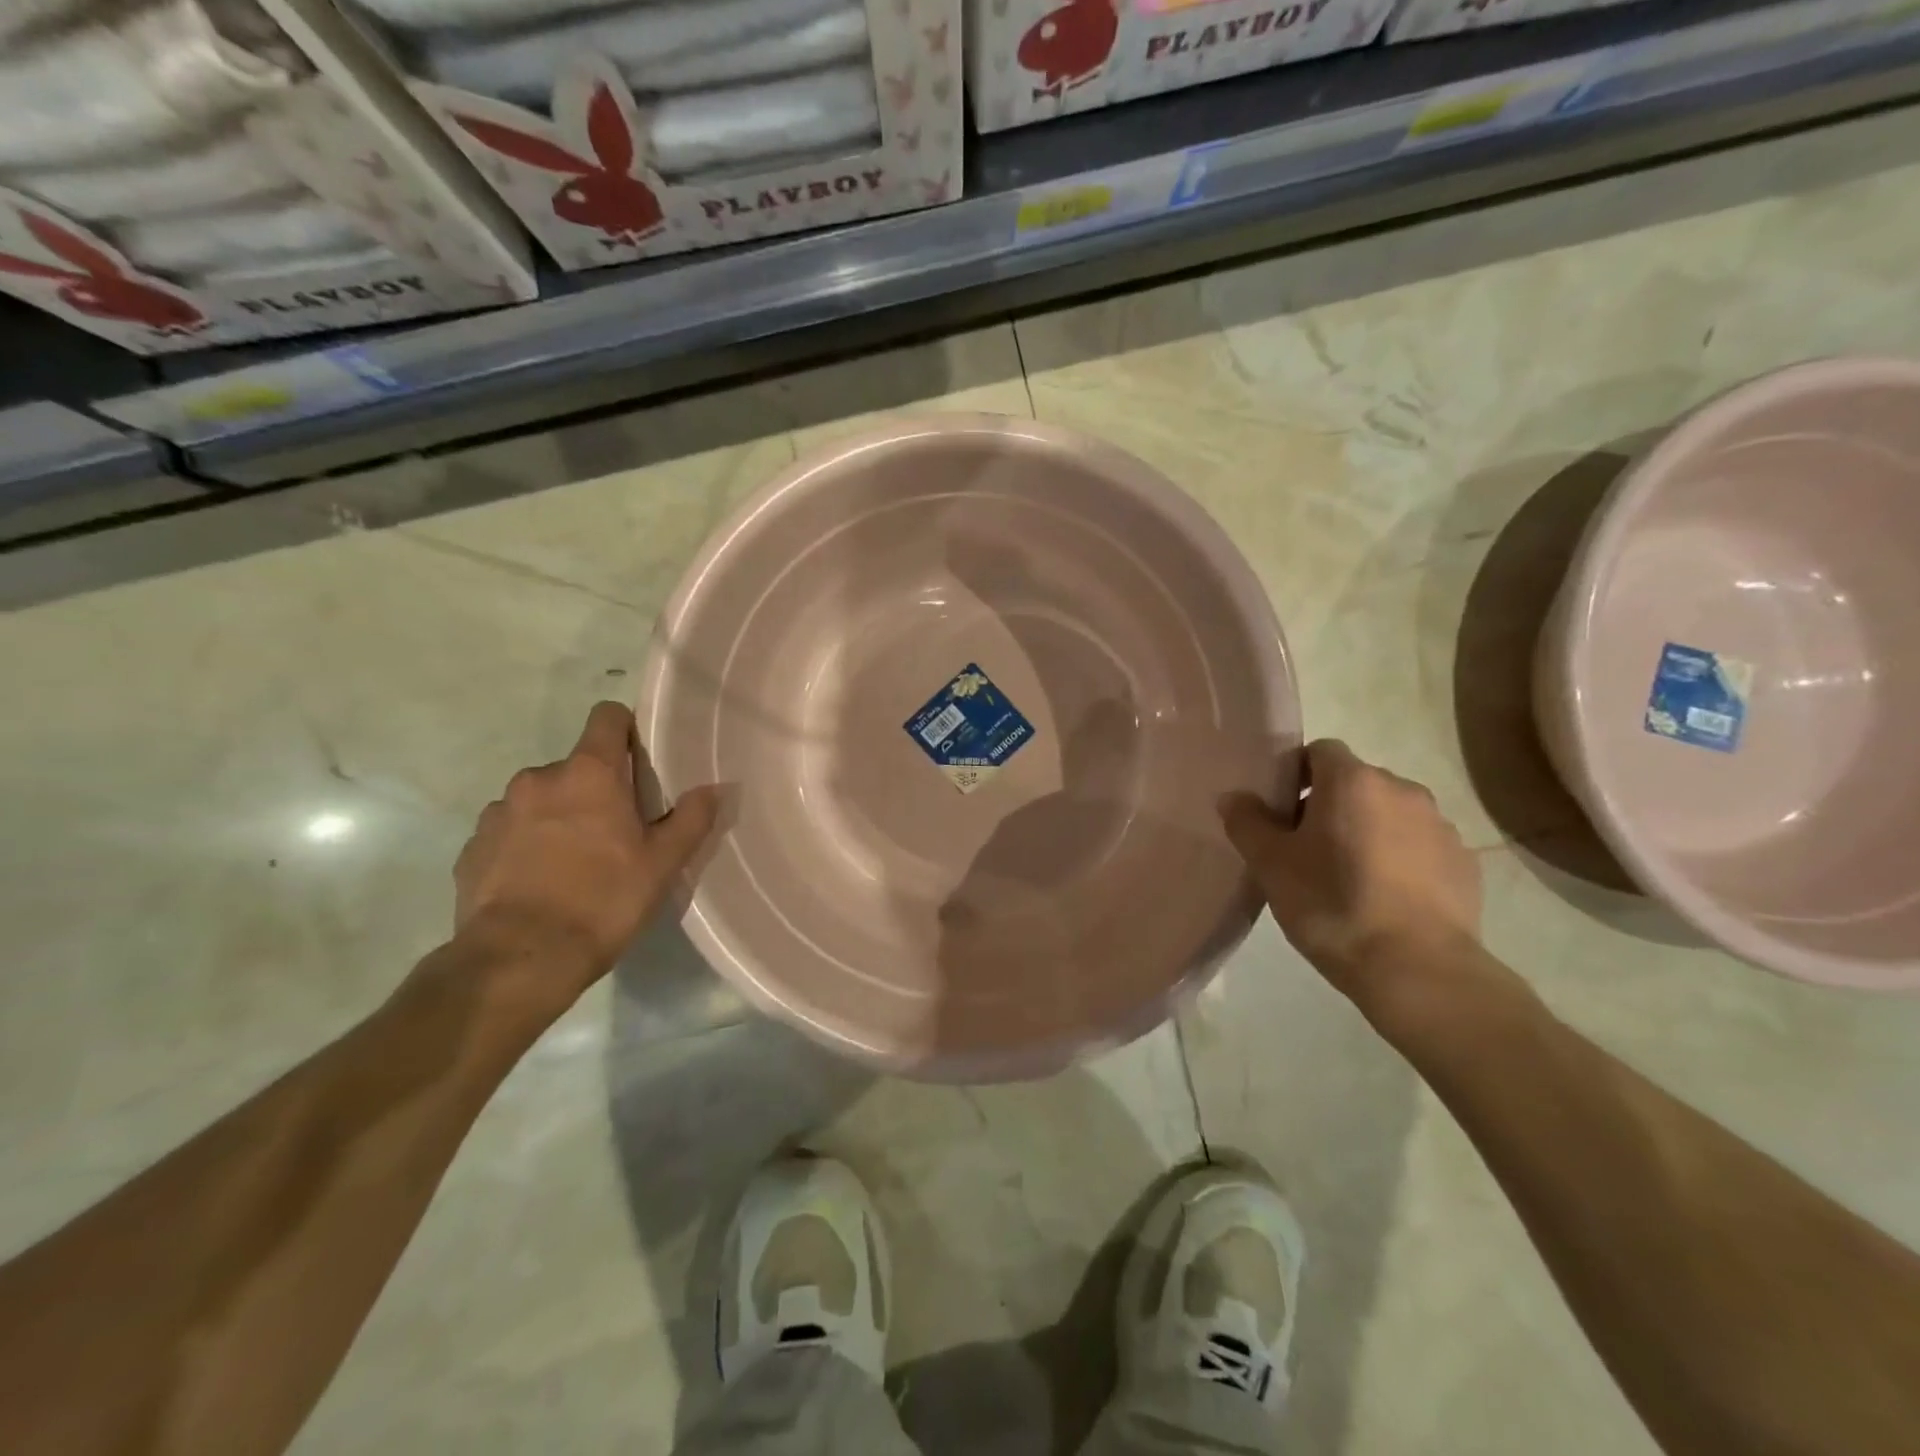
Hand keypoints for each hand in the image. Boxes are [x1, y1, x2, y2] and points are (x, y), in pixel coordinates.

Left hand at [452, 702, 718, 1021]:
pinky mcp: (472, 847)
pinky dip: (525, 845)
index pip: (607, 717)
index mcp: (589, 774)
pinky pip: (508, 831)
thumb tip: (714, 788)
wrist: (520, 959)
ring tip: (572, 863)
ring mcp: (498, 812)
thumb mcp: (662, 864)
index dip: (625, 730)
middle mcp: (538, 779)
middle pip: (575, 767)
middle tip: (614, 832)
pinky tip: (539, 883)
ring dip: (557, 817)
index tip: (638, 761)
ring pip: (539, 799)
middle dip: (593, 789)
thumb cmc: (603, 900)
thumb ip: (691, 819)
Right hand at [1221, 740, 1482, 1010]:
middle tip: (1306, 849)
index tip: (1282, 812)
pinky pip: (1419, 846)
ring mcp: (1440, 826)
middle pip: (1355, 782)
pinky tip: (1385, 898)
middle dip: (1330, 805)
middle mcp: (1402, 790)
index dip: (1296, 774)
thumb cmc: (1332, 905)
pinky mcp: (1464, 863)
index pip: (1320, 751)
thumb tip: (1233, 796)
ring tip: (1348, 877)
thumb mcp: (1271, 865)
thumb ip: (1247, 822)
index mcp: (1353, 782)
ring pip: (1390, 814)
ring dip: (1367, 831)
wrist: (1417, 969)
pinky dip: (1400, 859)